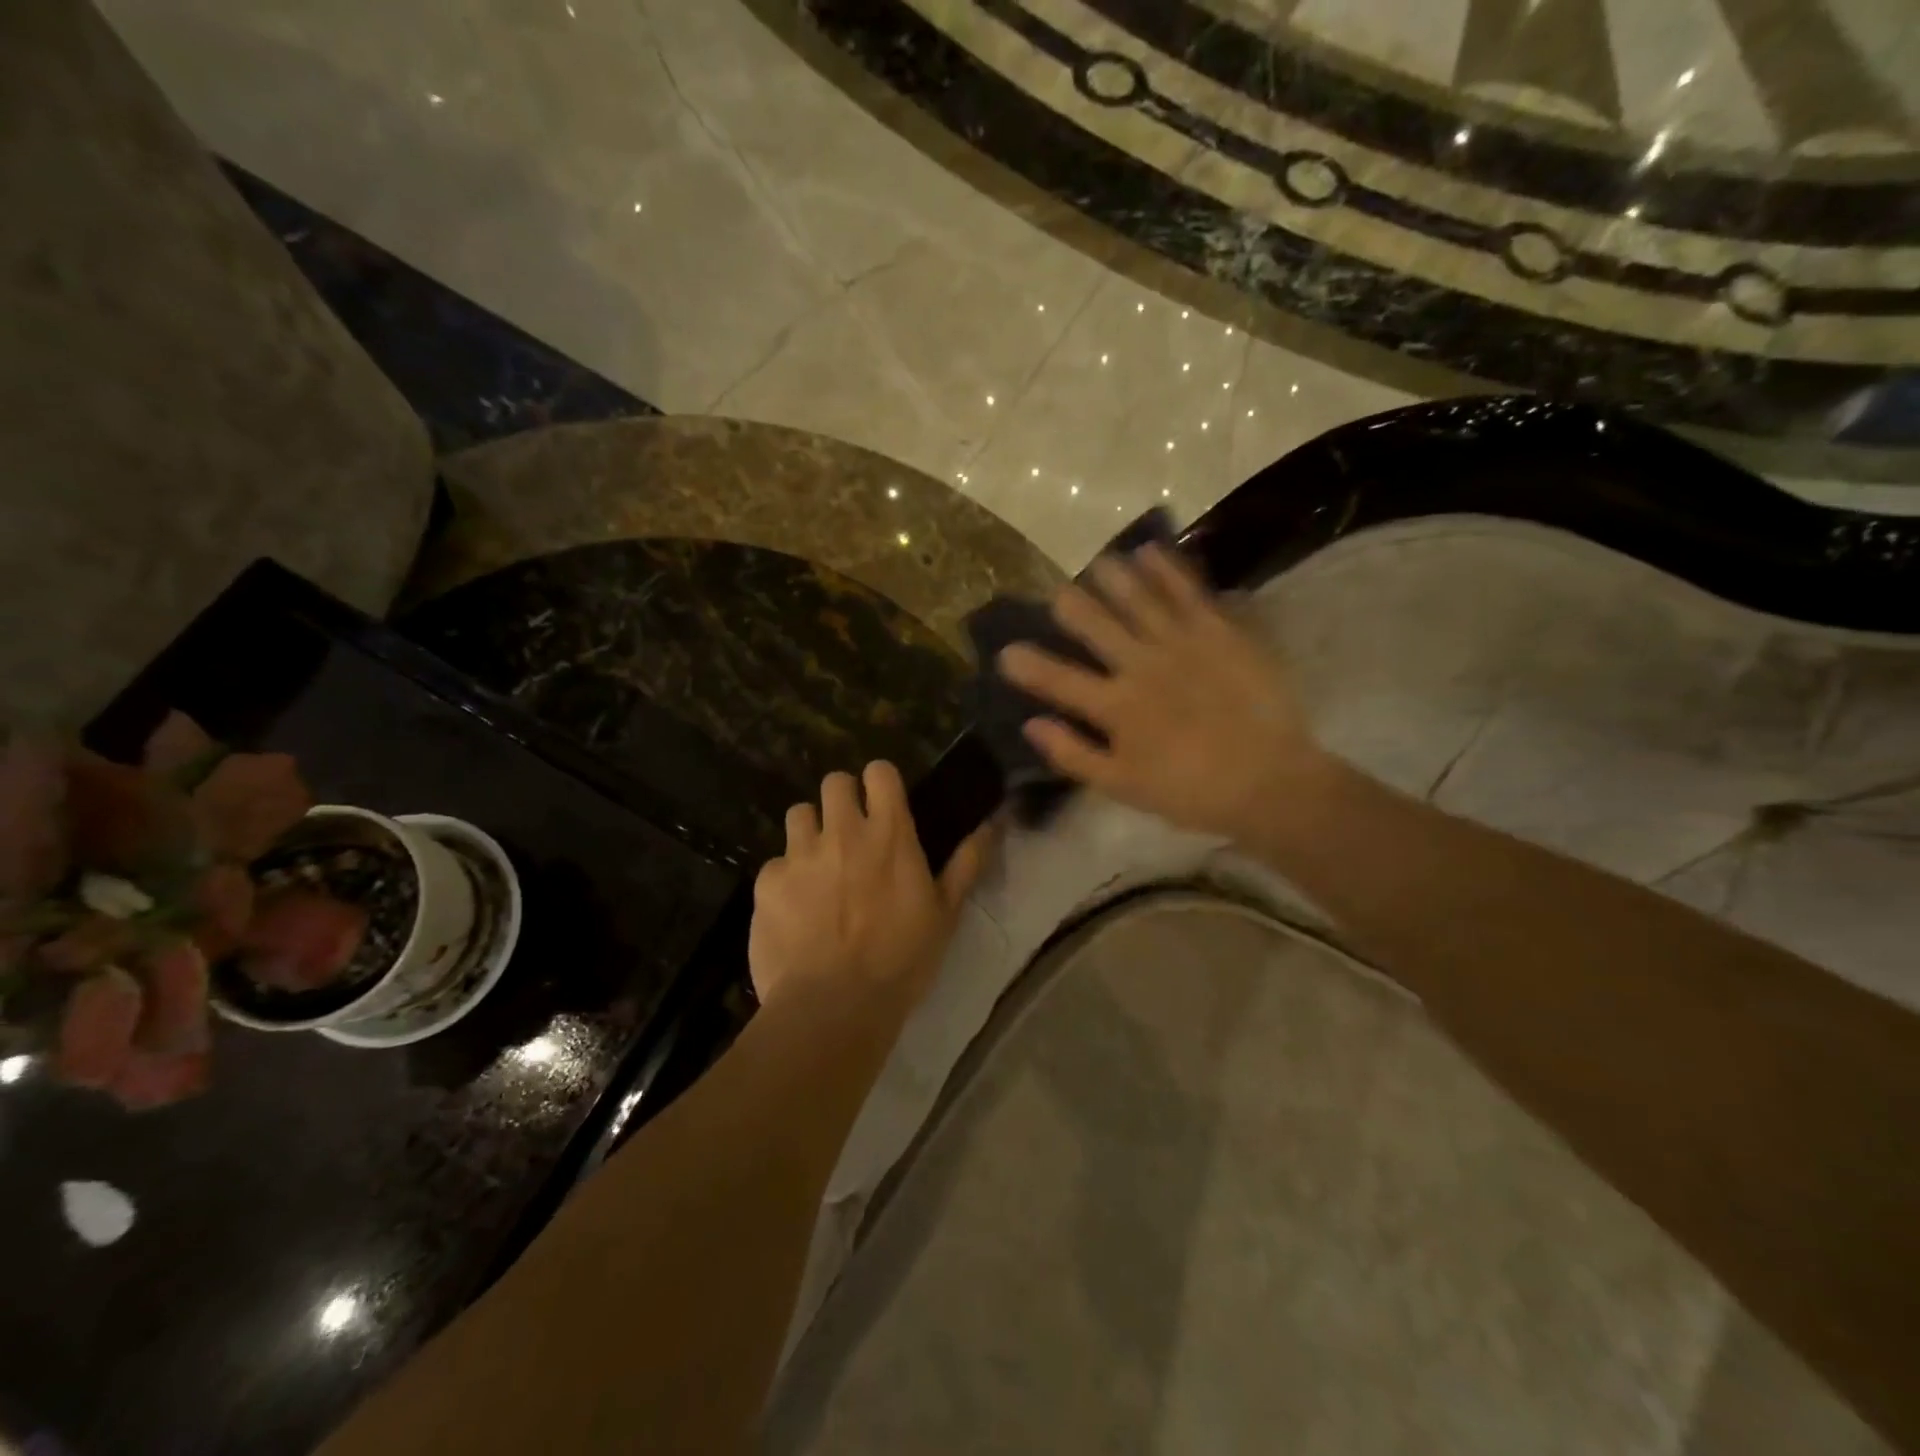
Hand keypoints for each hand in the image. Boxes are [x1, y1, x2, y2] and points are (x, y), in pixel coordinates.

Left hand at [749, 761, 990, 1010]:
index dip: (880, 782)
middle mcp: (842, 832)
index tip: (883, 802)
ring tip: (817, 865)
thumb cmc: (901, 960)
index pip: (880, 772)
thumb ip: (966, 864)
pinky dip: (785, 879)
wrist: (834, 1006)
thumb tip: (990, 825)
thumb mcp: (945, 915)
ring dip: (810, 831)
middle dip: (842, 799)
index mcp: (889, 834)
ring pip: (799, 813)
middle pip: (834, 782)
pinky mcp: (767, 882)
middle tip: (849, 833)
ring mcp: (800, 854)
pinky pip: (774, 864)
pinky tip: (793, 910)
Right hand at [998, 544, 1328, 842]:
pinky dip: (1168, 570)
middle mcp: (1142, 665)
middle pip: (1097, 627)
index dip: (1029, 665)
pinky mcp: (1219, 633)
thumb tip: (1031, 725)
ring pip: (1139, 601)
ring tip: (1098, 563)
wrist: (1269, 780)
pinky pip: (1188, 593)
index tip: (1006, 651)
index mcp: (1116, 706)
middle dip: (1073, 608)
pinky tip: (1151, 551)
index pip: (1059, 680)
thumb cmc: (1190, 791)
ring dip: (1115, 580)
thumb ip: (1073, 754)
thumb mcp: (1122, 786)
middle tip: (1057, 593)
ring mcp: (1182, 644)